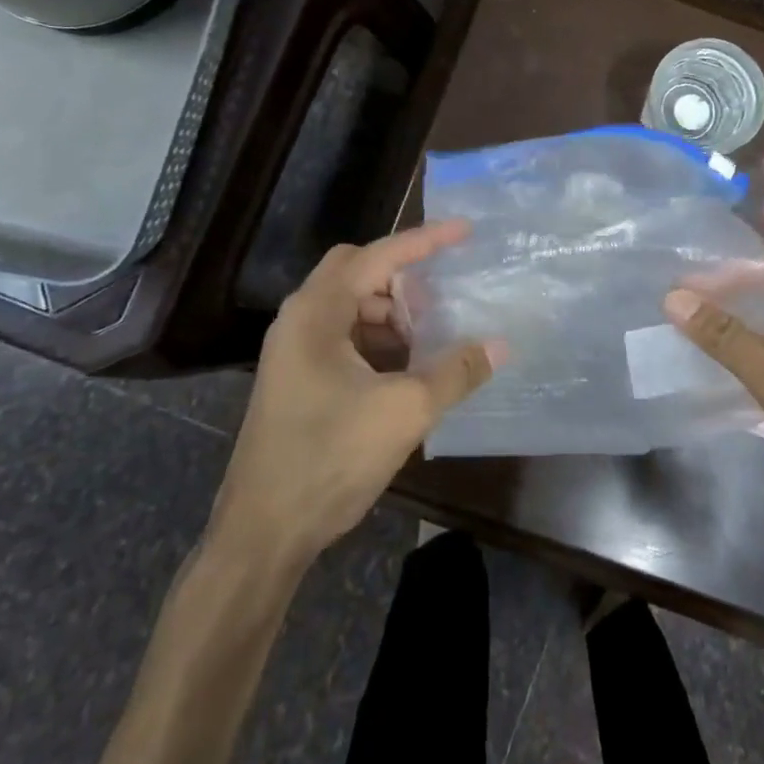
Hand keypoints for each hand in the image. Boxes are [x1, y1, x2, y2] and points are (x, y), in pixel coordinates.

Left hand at [210, 223, 503, 568]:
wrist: (263, 532)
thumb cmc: (330, 458)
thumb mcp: (405, 411)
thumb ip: (456, 372)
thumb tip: (500, 345)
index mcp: (317, 312)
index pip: (378, 256)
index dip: (425, 241)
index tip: (465, 231)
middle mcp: (300, 320)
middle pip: (358, 273)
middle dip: (403, 280)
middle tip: (442, 299)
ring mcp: (294, 352)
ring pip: (351, 308)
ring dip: (392, 315)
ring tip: (431, 340)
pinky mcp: (297, 379)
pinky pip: (344, 339)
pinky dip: (378, 342)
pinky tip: (406, 370)